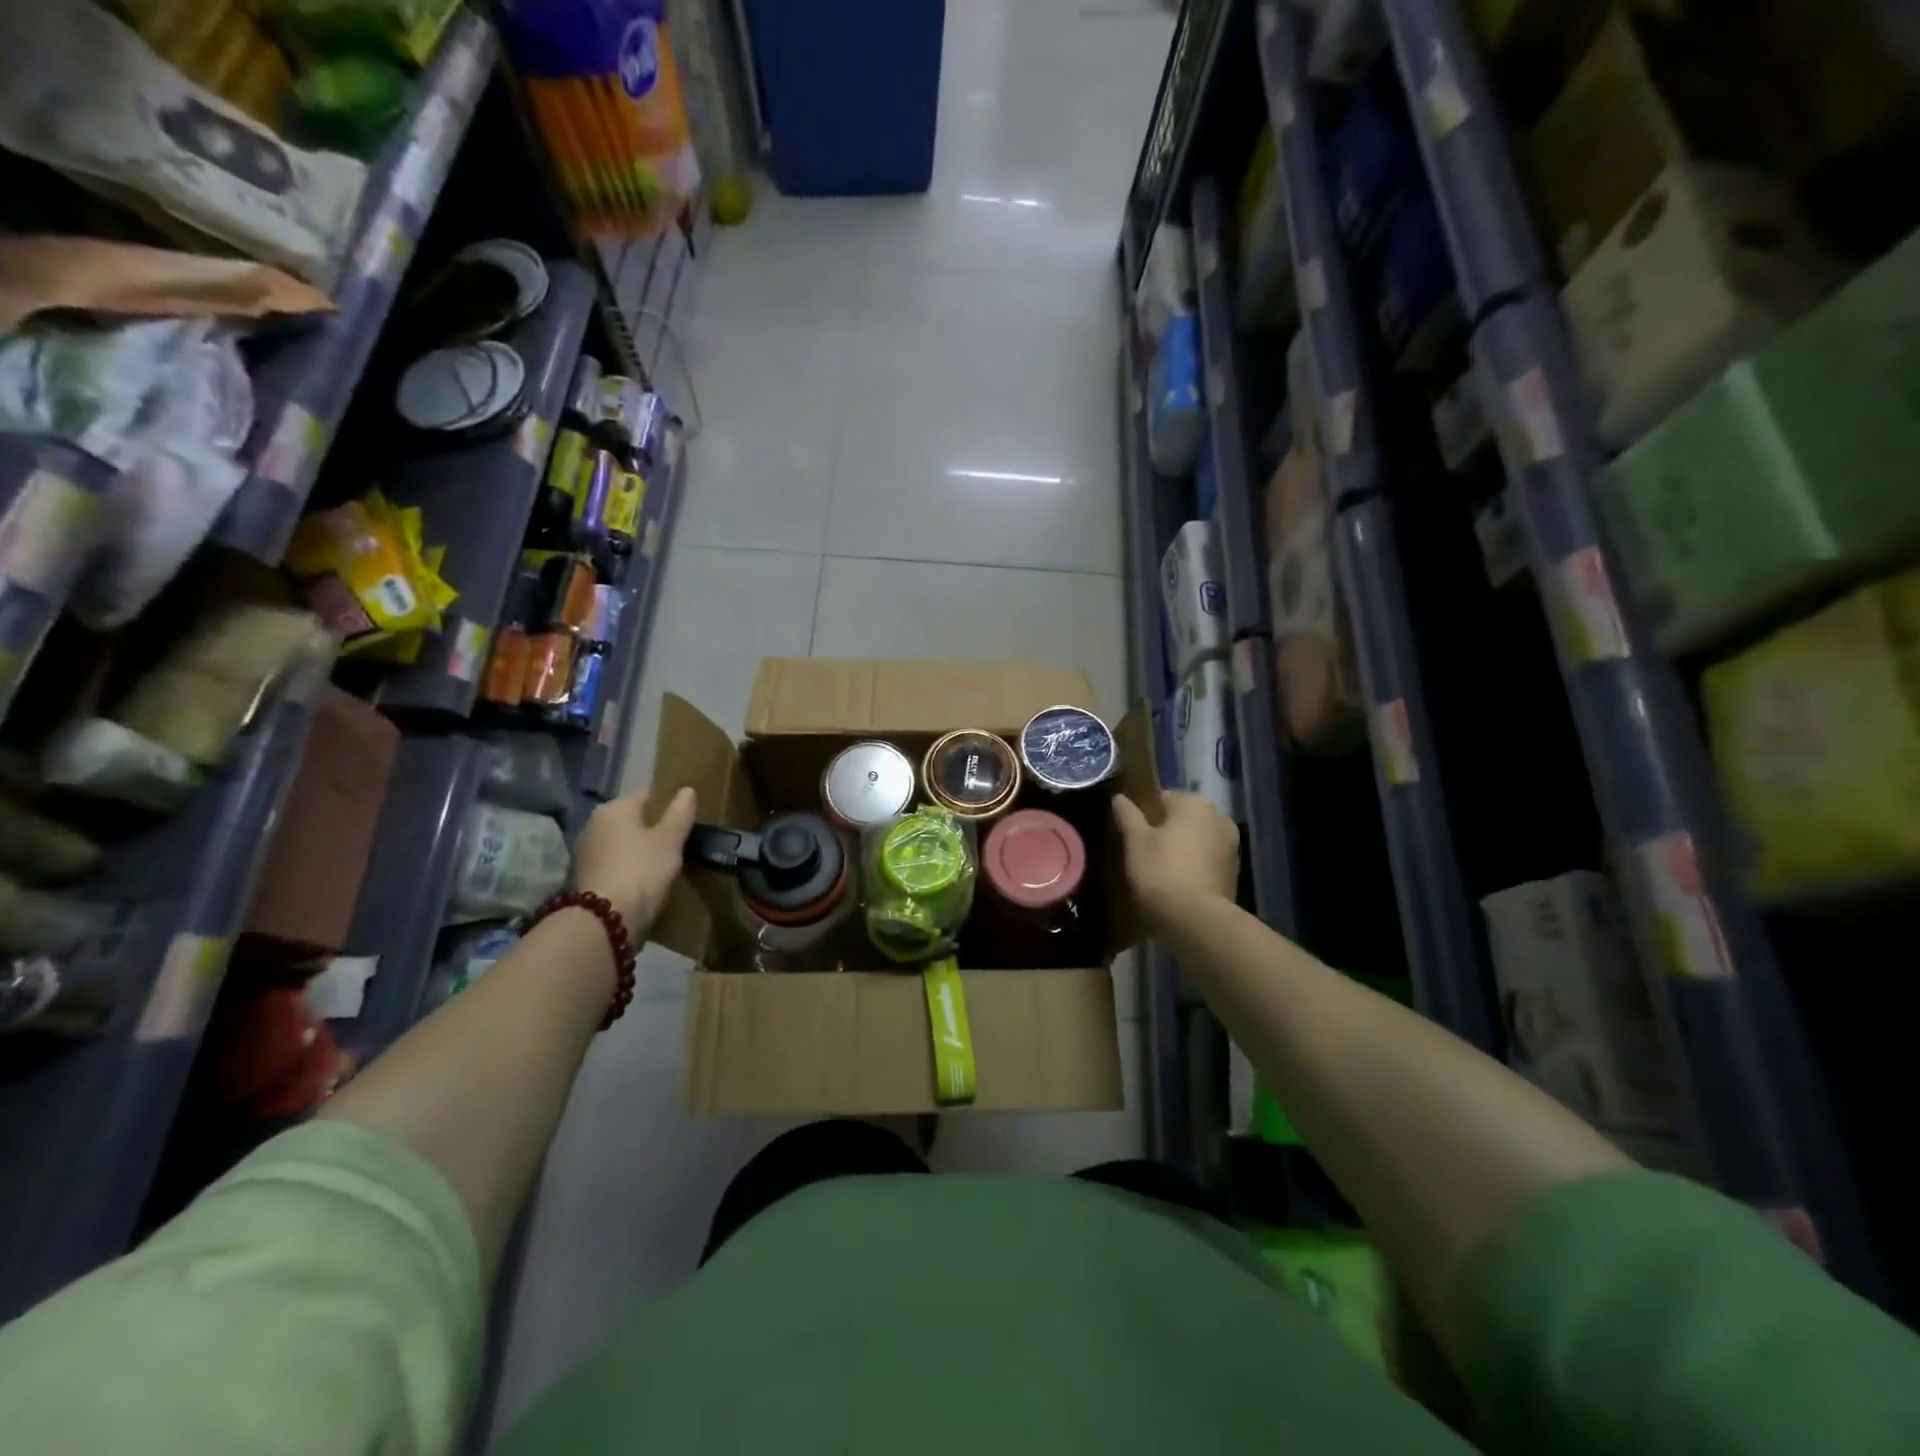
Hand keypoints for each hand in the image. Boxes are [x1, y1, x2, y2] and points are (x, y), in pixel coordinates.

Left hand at [573, 787, 696, 934]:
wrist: (604, 920)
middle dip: (651, 828)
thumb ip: (680, 813)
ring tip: (663, 862)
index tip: (685, 817)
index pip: (647, 795)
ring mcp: (584, 852)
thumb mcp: (670, 841)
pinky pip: (612, 863)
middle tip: (677, 841)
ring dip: (637, 849)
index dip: (668, 803)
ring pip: (620, 843)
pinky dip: (626, 867)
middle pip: (631, 820)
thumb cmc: (641, 871)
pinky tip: (642, 880)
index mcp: (614, 808)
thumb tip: (687, 790)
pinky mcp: (582, 878)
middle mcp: (593, 824)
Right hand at [1112, 791, 1238, 927]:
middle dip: (1166, 831)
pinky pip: (1207, 860)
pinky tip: (1178, 884)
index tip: (1133, 835)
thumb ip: (1128, 816)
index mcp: (1195, 803)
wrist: (1197, 920)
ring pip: (1197, 840)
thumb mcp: (1136, 842)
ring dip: (1182, 848)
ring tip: (1160, 870)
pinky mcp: (1234, 872)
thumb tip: (1119, 797)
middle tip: (1144, 853)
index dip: (1145, 815)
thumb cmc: (1162, 871)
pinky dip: (1194, 866)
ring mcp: (1231, 846)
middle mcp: (1219, 818)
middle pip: (1183, 819)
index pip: (1163, 798)